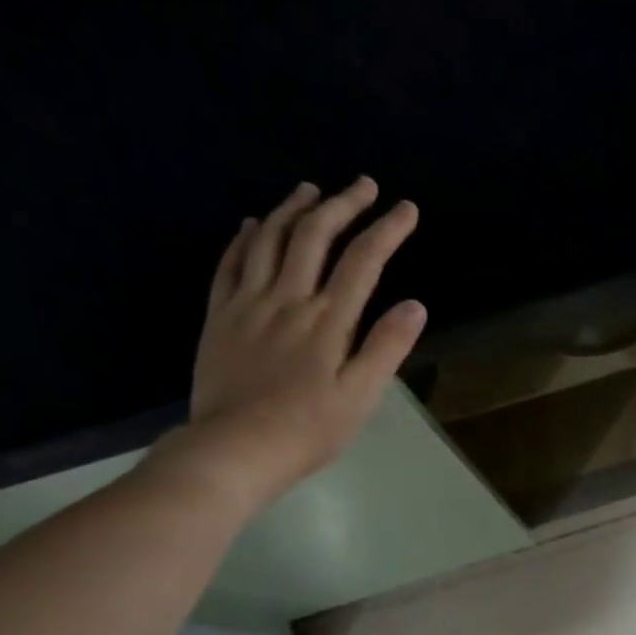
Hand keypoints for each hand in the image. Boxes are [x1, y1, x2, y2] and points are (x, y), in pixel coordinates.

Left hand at [153, 179, 426, 513]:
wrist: (235, 449)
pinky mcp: (220, 316)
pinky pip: (230, 264)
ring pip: (270, 240)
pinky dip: (246, 238)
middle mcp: (288, 299)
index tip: (406, 209)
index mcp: (328, 320)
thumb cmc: (308, 429)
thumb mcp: (361, 396)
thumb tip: (415, 305)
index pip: (363, 261)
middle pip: (315, 237)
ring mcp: (248, 304)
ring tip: (312, 190)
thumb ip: (386, 347)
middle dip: (343, 205)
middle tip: (363, 185)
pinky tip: (255, 224)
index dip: (387, 230)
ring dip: (294, 209)